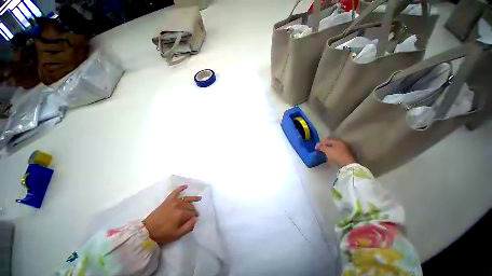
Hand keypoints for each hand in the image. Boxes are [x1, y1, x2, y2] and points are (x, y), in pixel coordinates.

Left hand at [143, 185, 200, 245]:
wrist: (147, 231)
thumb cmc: (163, 234)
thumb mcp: (177, 235)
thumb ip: (188, 227)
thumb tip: (196, 219)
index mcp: (181, 214)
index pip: (192, 213)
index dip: (195, 216)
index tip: (195, 219)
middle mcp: (179, 205)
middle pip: (190, 206)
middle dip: (194, 210)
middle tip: (194, 214)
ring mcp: (173, 201)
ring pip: (186, 199)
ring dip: (193, 198)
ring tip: (199, 198)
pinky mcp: (168, 200)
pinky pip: (175, 192)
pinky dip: (180, 188)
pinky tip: (186, 186)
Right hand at [315, 139, 355, 167]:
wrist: (347, 165)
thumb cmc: (336, 155)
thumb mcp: (327, 150)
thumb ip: (321, 146)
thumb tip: (317, 144)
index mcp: (337, 141)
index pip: (326, 140)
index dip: (320, 144)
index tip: (316, 148)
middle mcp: (342, 144)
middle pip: (331, 144)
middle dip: (325, 147)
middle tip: (320, 151)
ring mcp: (345, 149)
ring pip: (334, 148)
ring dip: (329, 150)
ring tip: (324, 154)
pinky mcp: (346, 155)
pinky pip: (337, 152)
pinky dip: (333, 153)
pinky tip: (330, 157)